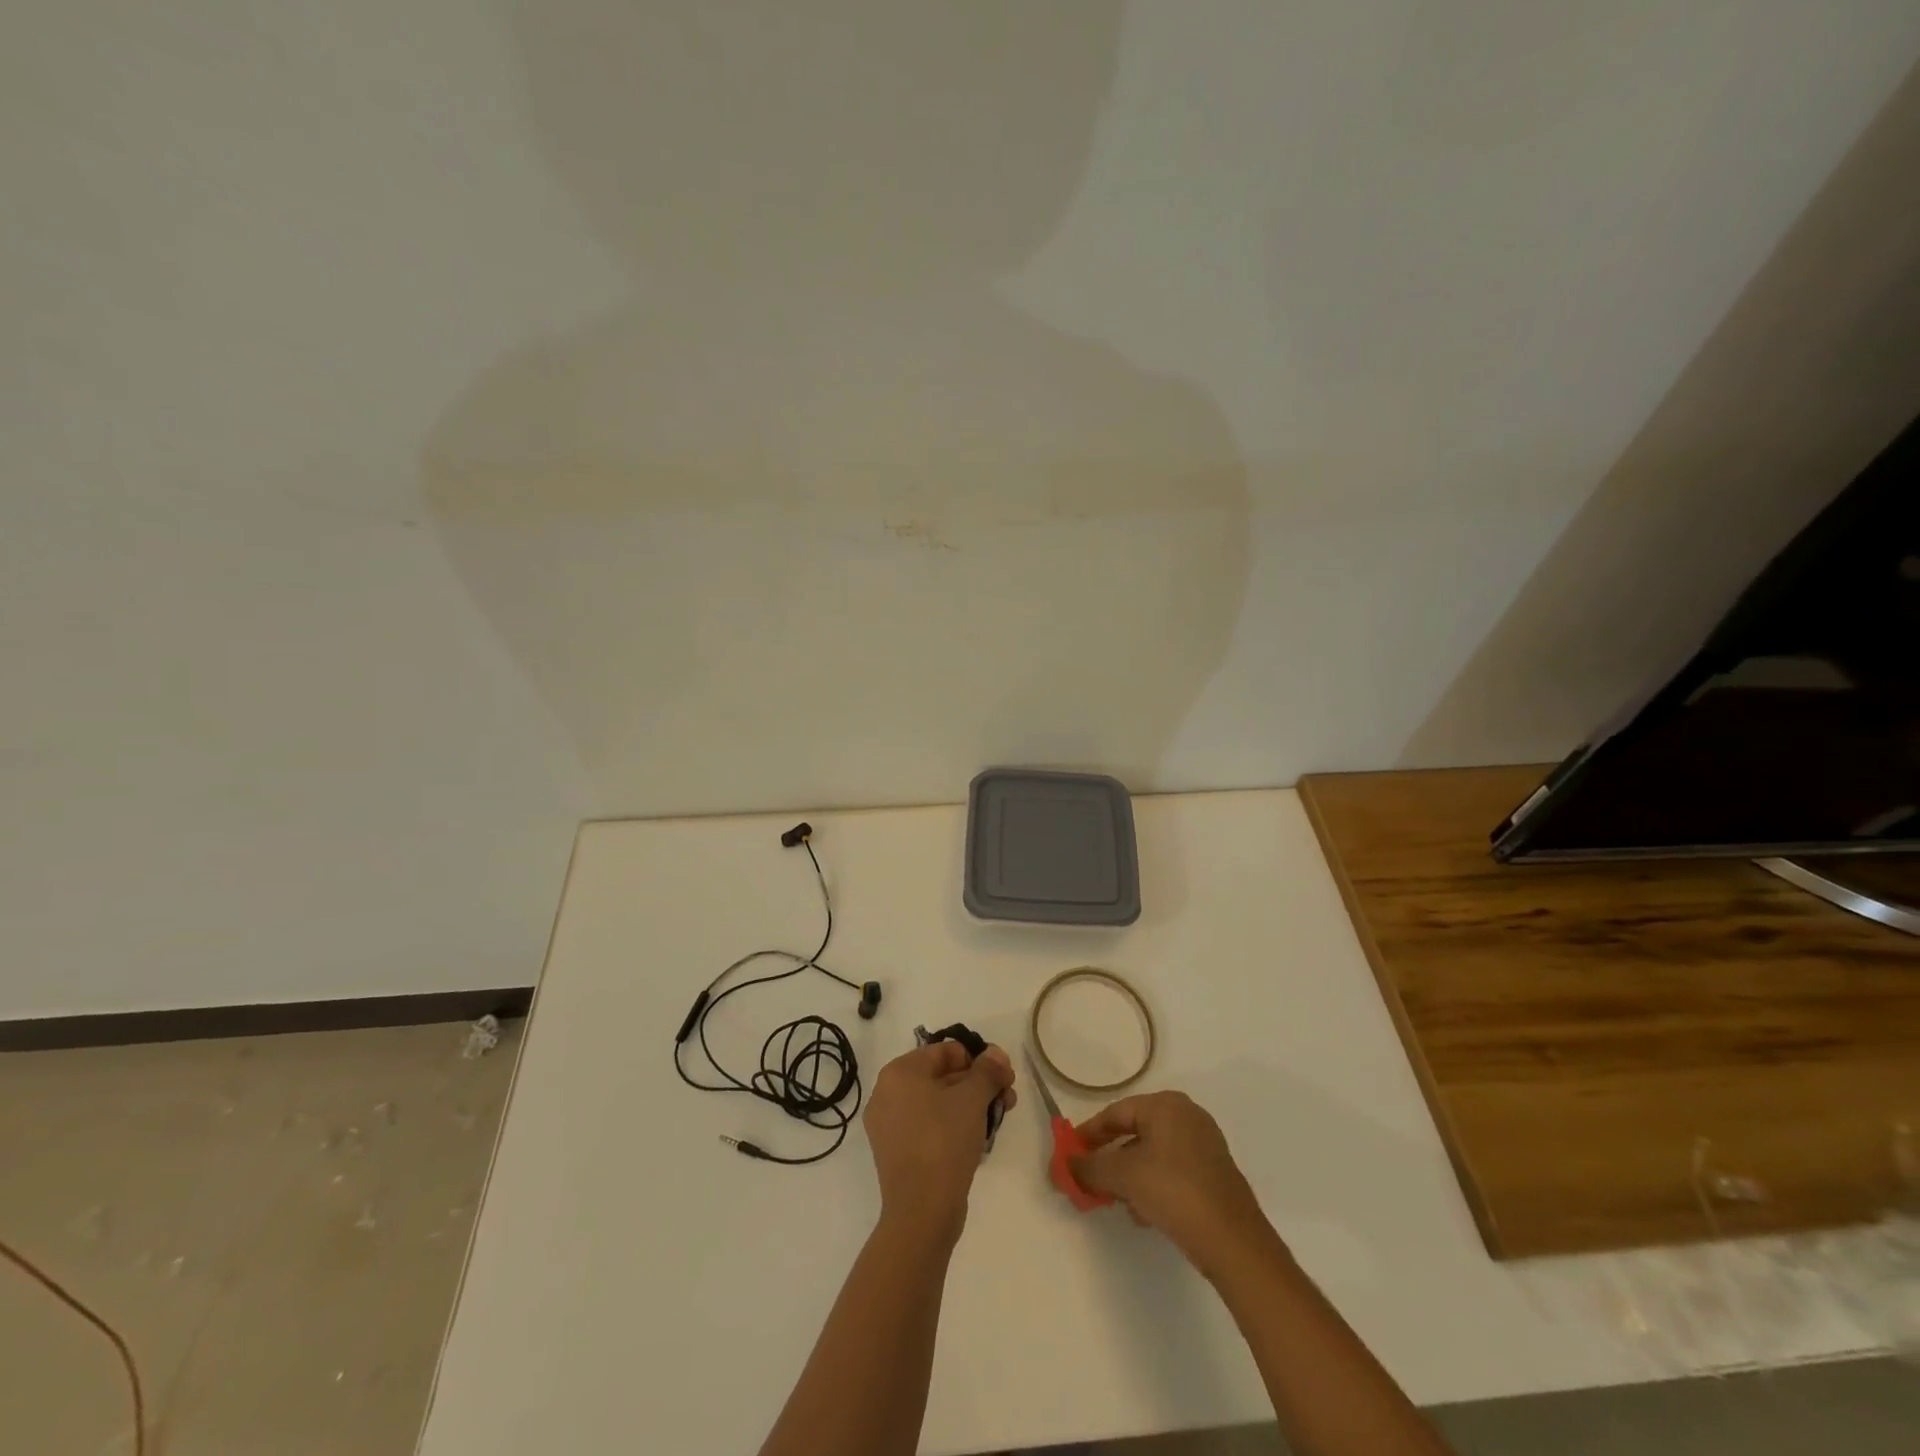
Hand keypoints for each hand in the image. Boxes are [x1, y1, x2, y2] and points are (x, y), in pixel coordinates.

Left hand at [863, 1041, 1015, 1243]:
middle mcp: (888, 1093)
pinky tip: (980, 1136)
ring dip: (971, 1104)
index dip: (978, 1060)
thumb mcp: (972, 1099)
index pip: (945, 1051)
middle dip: (978, 1083)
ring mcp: (890, 1125)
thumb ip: (987, 1071)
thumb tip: (995, 1054)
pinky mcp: (897, 1152)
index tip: (1004, 1076)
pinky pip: (929, 1126)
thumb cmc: (944, 1141)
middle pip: (942, 1076)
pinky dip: (954, 1125)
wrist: (922, 1211)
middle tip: (1008, 1096)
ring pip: (938, 1103)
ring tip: (1000, 1116)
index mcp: (899, 1072)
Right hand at [1069, 1091, 1274, 1277]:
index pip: (1116, 1113)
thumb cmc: (1174, 1192)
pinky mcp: (1214, 1174)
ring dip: (1130, 1177)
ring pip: (1152, 1155)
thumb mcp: (1124, 1176)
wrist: (1234, 1242)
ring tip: (1118, 1202)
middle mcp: (1187, 1116)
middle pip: (1134, 1133)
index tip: (1071, 1155)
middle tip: (1090, 1180)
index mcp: (1166, 1105)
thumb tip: (1066, 1165)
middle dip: (1110, 1159)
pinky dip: (1153, 1186)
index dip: (1089, 1134)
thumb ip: (1090, 1167)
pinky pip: (1171, 1171)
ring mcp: (1204, 1145)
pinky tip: (1145, 1214)